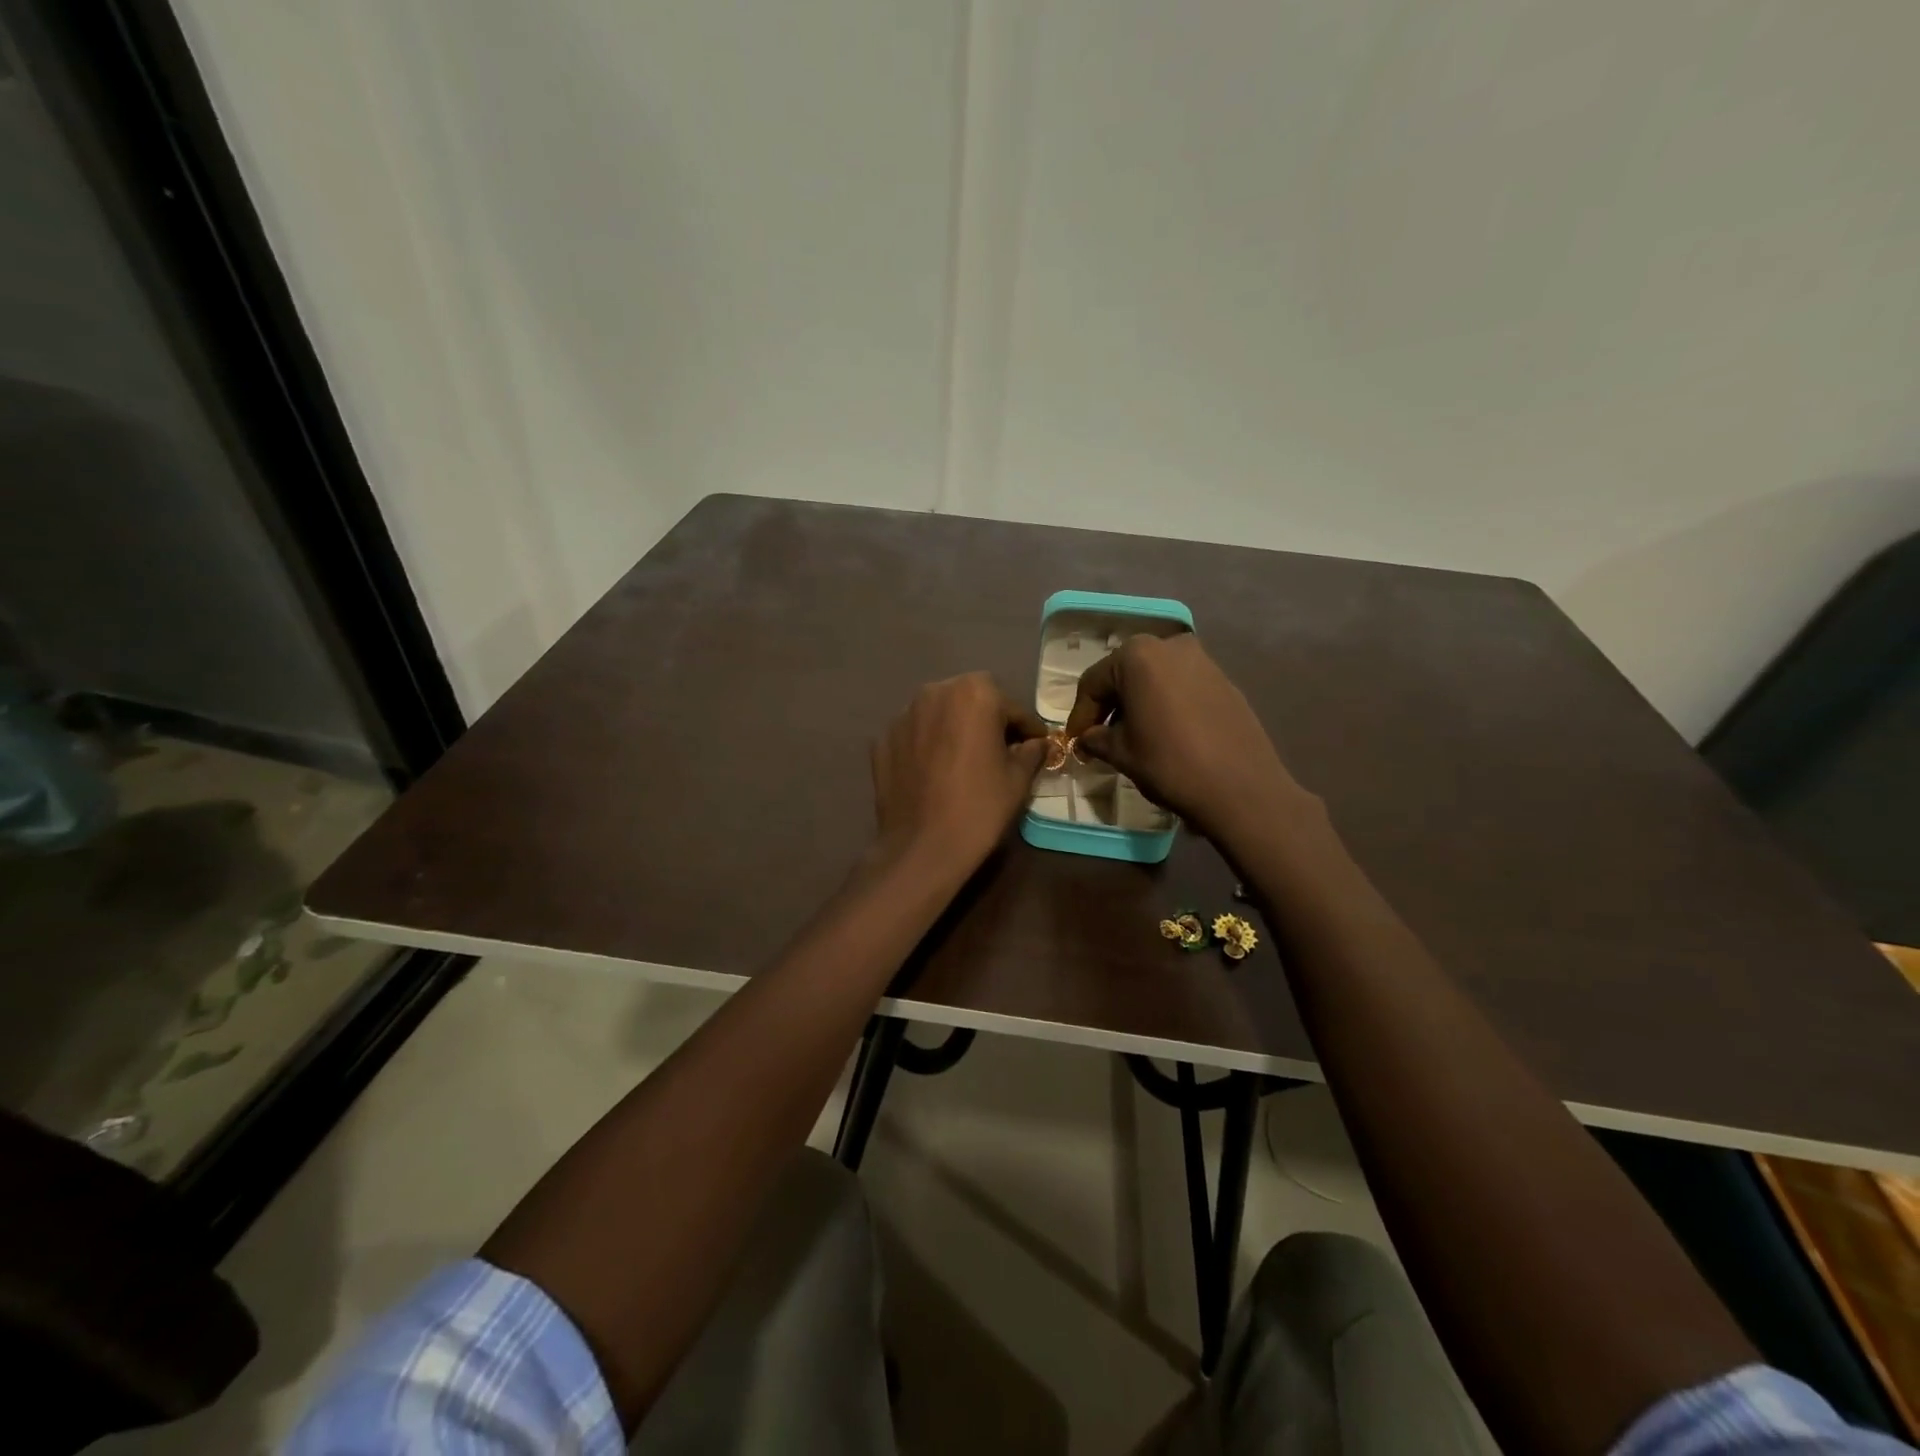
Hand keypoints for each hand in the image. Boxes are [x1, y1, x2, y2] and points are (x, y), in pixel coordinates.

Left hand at [872, 672, 1048, 876]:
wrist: (922, 848)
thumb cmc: (979, 808)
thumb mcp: (1017, 780)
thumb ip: (1031, 752)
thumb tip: (1037, 744)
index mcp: (974, 693)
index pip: (1011, 708)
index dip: (1027, 729)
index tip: (1035, 745)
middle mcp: (934, 692)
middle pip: (971, 701)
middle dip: (987, 721)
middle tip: (999, 751)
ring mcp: (902, 715)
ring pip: (939, 715)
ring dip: (954, 729)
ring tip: (963, 760)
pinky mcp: (881, 740)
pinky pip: (914, 735)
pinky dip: (927, 745)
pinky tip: (934, 772)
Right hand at [1064, 633, 1311, 845]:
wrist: (1240, 787)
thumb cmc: (1170, 764)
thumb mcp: (1122, 753)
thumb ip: (1097, 739)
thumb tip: (1086, 738)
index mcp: (1137, 655)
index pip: (1094, 683)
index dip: (1080, 715)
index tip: (1074, 742)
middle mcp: (1169, 645)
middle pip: (1125, 674)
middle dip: (1110, 706)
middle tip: (1099, 738)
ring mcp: (1202, 660)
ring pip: (1155, 679)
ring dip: (1138, 704)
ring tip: (1132, 736)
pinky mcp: (1224, 680)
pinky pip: (1181, 687)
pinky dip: (1165, 704)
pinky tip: (1165, 733)